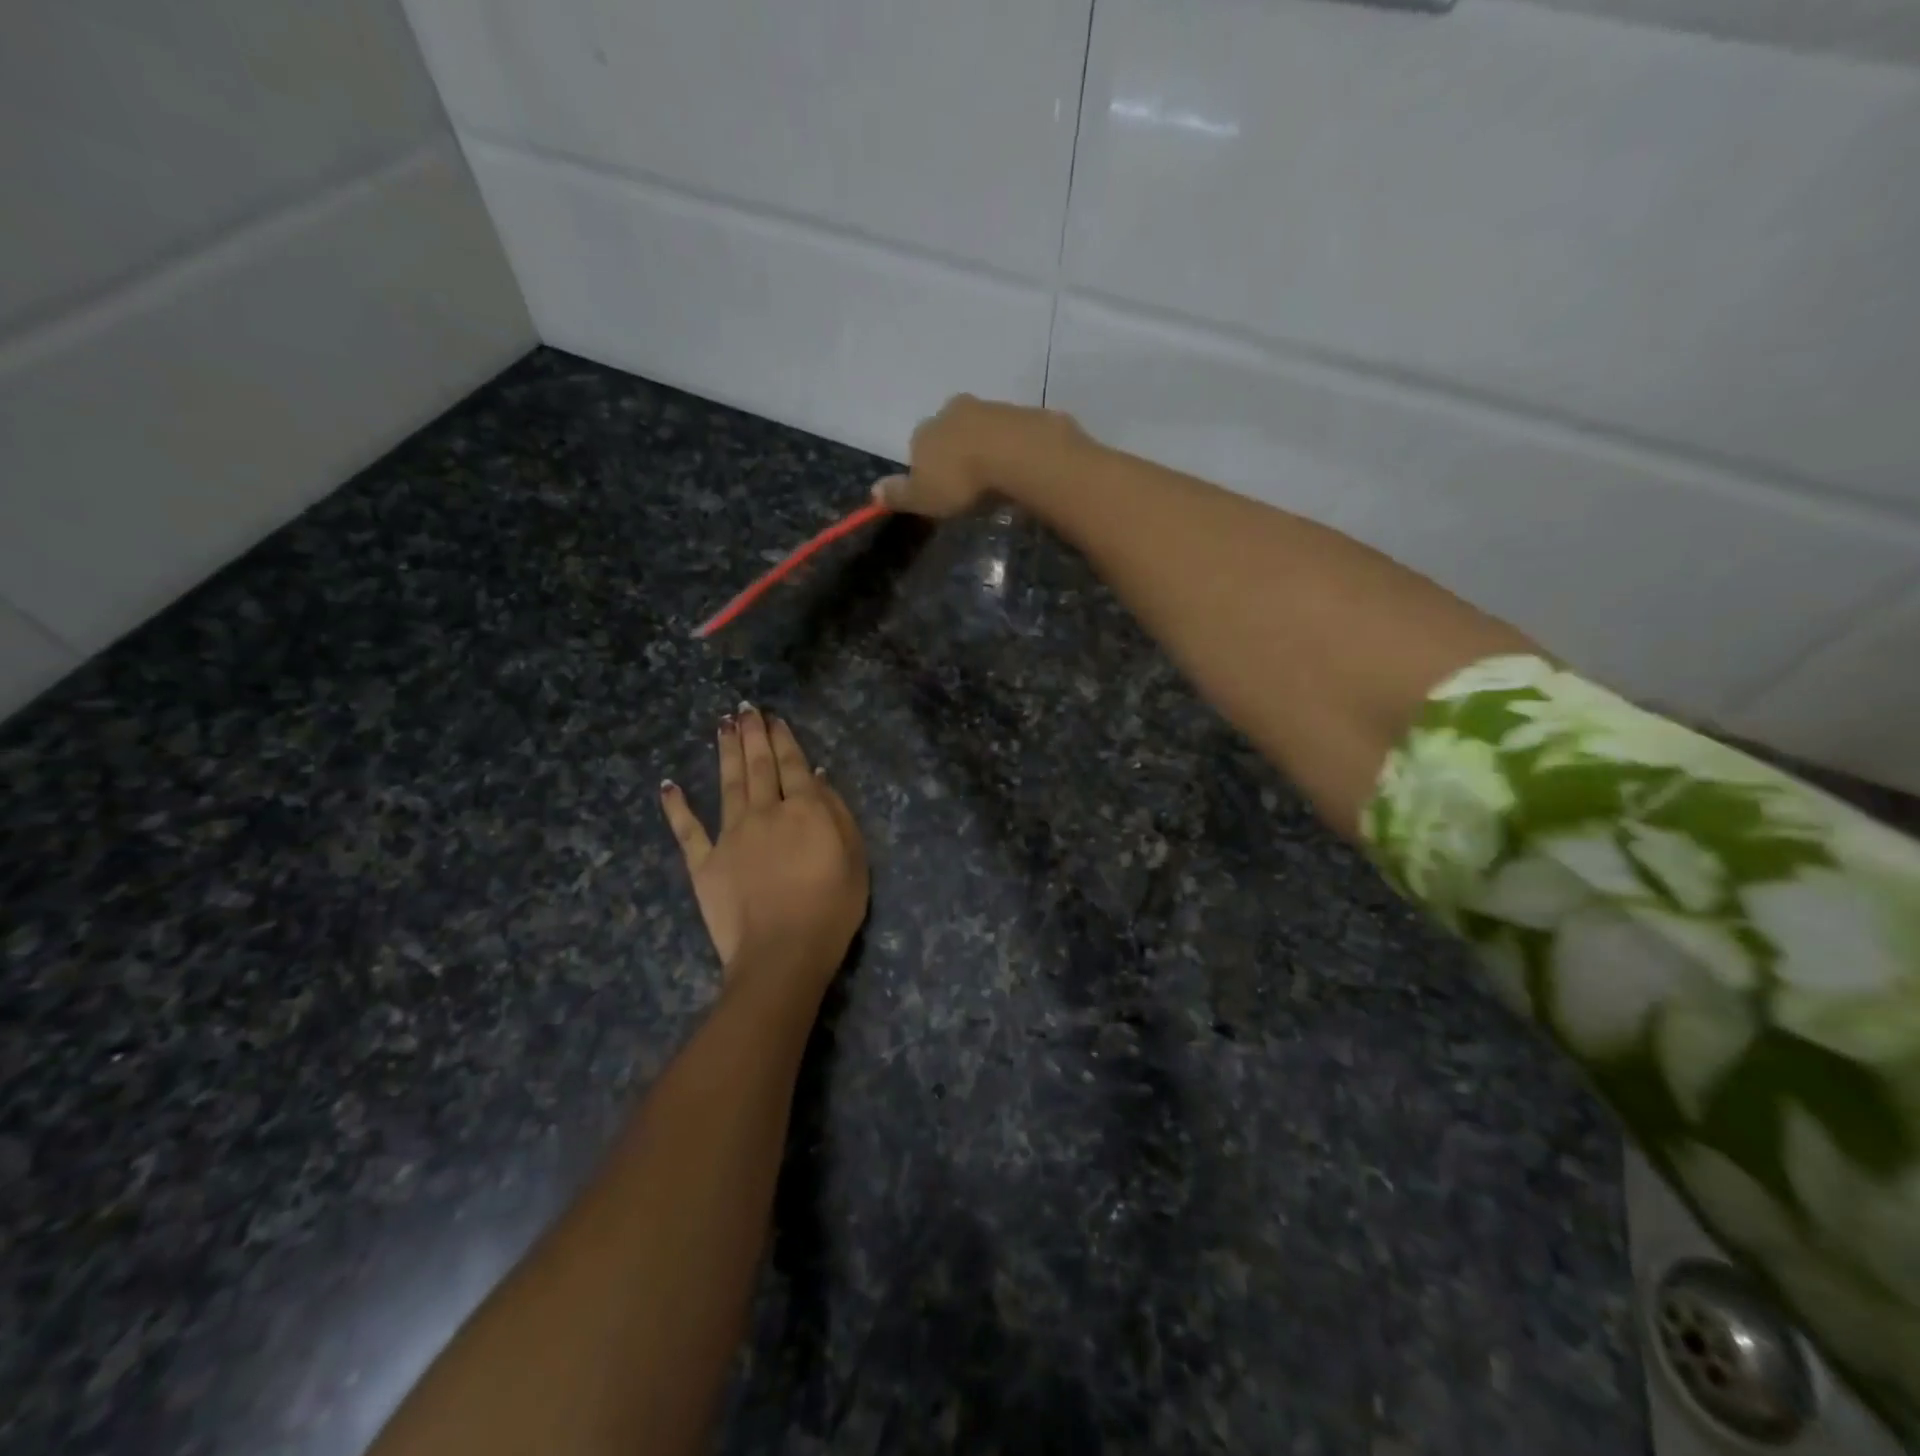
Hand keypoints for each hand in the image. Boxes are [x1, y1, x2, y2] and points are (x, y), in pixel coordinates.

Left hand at [660, 705, 867, 989]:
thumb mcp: (854, 858)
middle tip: (745, 709)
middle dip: (752, 735)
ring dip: (724, 753)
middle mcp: (764, 812)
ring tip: (722, 726)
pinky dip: (676, 807)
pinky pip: (687, 830)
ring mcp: (730, 836)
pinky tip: (669, 785)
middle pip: (758, 766)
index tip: (774, 718)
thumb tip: (817, 778)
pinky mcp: (704, 863)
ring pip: (727, 785)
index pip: (793, 765)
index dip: (783, 739)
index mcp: (803, 810)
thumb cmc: (830, 909)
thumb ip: (836, 814)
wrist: (782, 953)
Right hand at [874, 395, 1085, 518]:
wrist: (1014, 452)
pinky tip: (1014, 466)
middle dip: (954, 453)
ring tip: (993, 477)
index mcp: (923, 431)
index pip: (917, 448)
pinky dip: (1008, 447)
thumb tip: (873, 491)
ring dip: (982, 447)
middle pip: (947, 433)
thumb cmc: (960, 479)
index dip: (926, 469)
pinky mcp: (1018, 412)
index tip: (940, 490)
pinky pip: (1007, 432)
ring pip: (977, 429)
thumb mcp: (923, 497)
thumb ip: (899, 494)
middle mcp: (950, 412)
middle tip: (968, 483)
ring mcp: (986, 407)